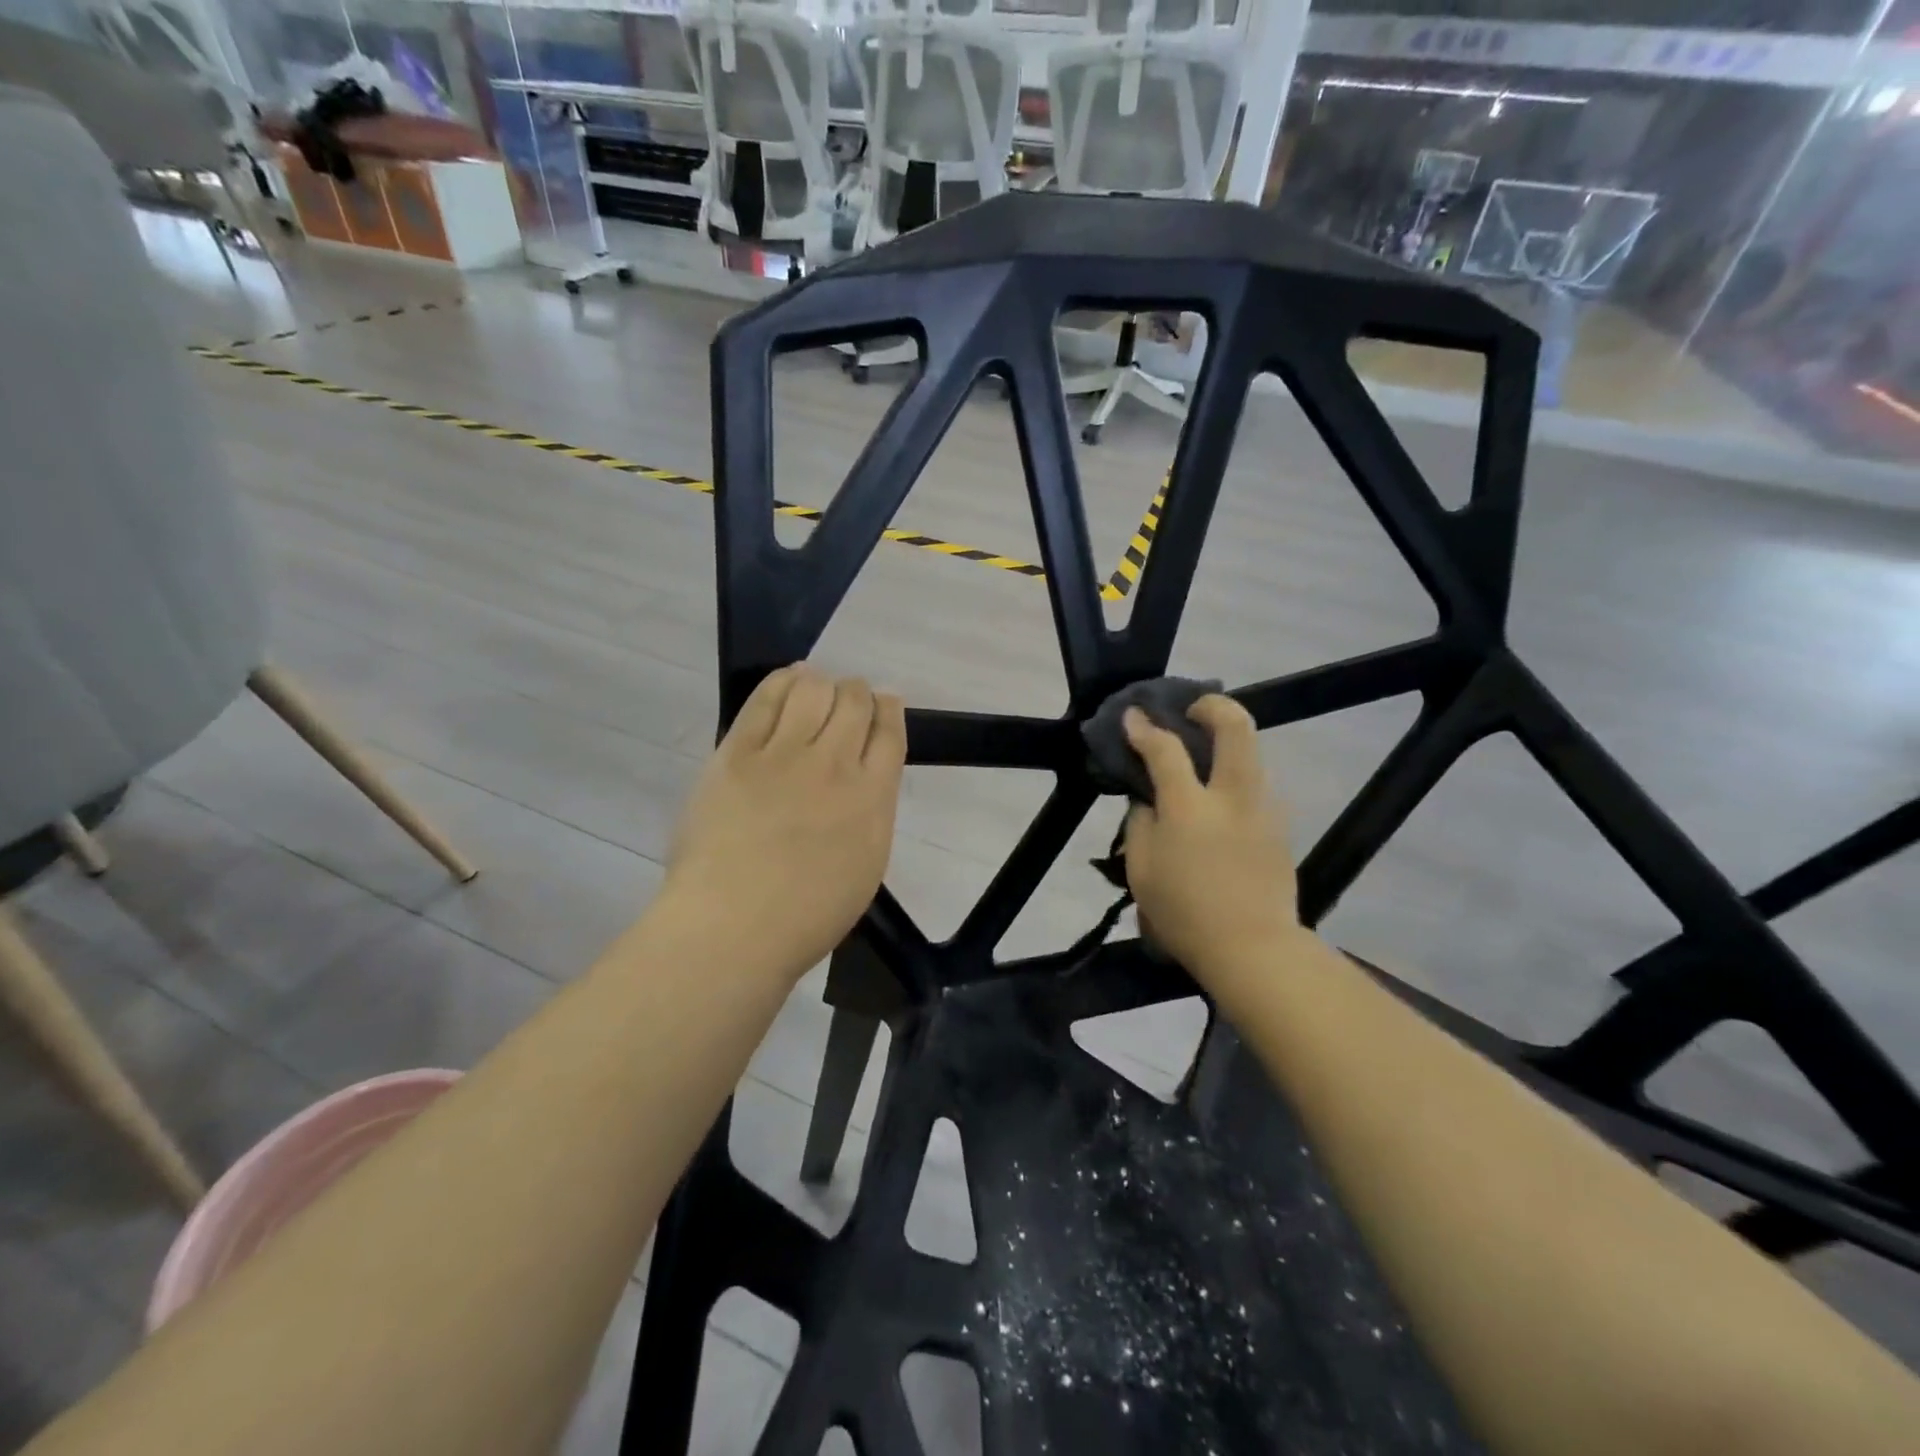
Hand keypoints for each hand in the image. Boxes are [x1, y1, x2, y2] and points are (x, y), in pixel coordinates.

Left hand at [663, 665, 905, 978]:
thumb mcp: (865, 866)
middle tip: (847, 701)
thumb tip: (863, 779)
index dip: (889, 709)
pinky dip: (783, 681)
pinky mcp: (737, 752)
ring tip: (814, 690)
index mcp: (873, 799)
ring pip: (814, 689)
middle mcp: (835, 765)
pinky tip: (787, 682)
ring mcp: (784, 755)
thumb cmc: (806, 916)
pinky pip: (766, 697)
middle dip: (856, 693)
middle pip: (855, 701)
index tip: (884, 704)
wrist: (733, 928)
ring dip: (821, 683)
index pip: (890, 732)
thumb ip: (870, 813)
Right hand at [1122, 695, 1298, 976]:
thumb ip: (1141, 824)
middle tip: (1193, 710)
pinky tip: (1221, 797)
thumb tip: (1148, 799)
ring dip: (1229, 741)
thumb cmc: (1185, 914)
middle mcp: (1233, 796)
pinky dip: (1237, 775)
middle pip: (1235, 726)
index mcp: (1190, 807)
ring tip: (1206, 754)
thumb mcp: (1141, 871)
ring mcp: (1264, 808)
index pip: (1165, 750)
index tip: (1132, 716)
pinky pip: (1257, 784)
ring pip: (1253, 752)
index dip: (1145, 728)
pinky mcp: (1281, 826)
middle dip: (1213, 705)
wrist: (1254, 949)